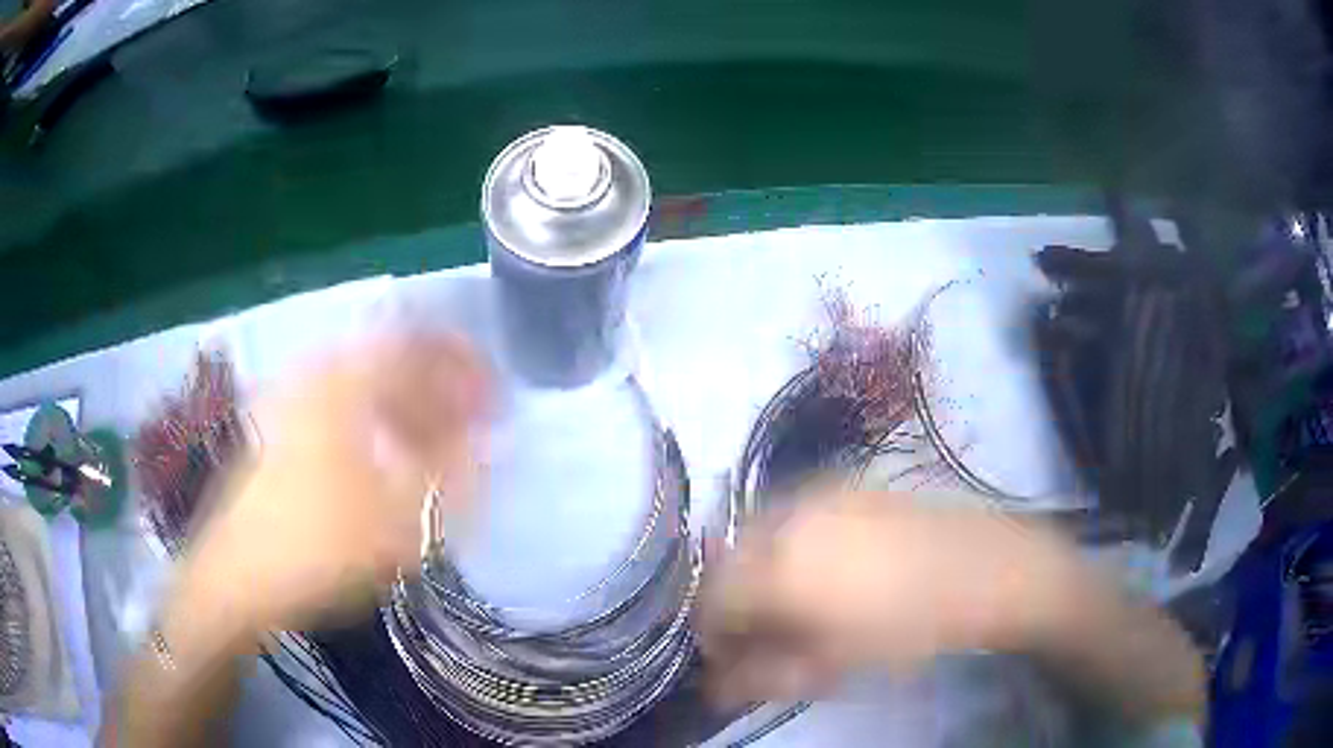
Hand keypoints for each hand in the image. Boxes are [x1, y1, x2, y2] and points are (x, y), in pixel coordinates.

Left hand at [180, 332, 489, 636]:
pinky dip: (379, 427)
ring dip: (411, 410)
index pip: (420, 343)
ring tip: (440, 450)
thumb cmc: (318, 545)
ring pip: (369, 389)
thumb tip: (493, 439)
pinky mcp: (284, 430)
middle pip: (394, 362)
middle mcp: (318, 374)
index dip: (466, 365)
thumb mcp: (401, 516)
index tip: (496, 398)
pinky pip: (345, 411)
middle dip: (440, 391)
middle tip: (473, 429)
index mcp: (345, 379)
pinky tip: (393, 464)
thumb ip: (456, 472)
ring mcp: (295, 400)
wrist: (238, 578)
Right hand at [697, 488, 1072, 706]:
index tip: (730, 657)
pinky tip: (820, 568)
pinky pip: (791, 515)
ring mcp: (814, 493)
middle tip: (763, 633)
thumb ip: (766, 675)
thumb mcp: (833, 663)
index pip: (712, 600)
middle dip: (735, 602)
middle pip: (729, 563)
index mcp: (777, 568)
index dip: (713, 633)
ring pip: (758, 536)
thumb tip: (716, 688)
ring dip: (759, 572)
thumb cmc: (908, 626)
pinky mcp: (840, 482)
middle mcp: (784, 519)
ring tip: (791, 603)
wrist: (979, 567)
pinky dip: (787, 544)